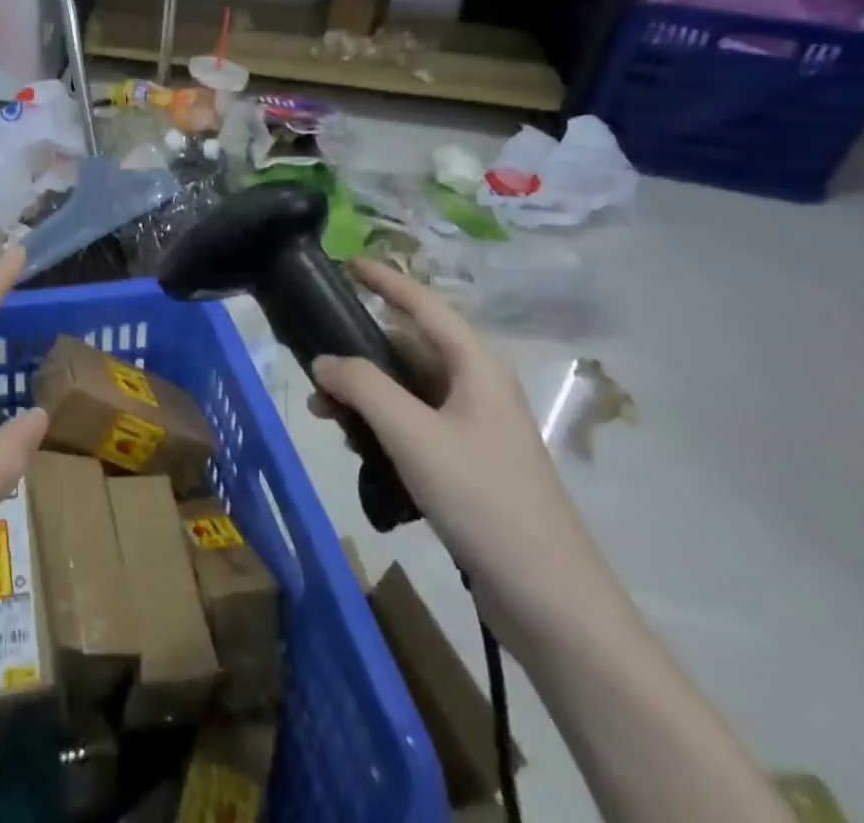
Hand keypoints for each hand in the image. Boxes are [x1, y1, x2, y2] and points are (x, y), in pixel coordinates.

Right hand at [309, 258, 620, 649]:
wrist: (551, 600)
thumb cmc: (482, 497)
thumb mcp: (412, 433)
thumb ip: (362, 387)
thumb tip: (324, 360)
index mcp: (475, 366)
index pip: (423, 304)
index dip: (385, 280)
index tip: (347, 263)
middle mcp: (477, 388)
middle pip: (410, 349)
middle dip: (360, 353)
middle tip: (312, 362)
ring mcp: (475, 430)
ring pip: (408, 392)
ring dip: (365, 395)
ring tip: (322, 413)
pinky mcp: (469, 467)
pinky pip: (415, 427)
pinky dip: (381, 427)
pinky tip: (354, 447)